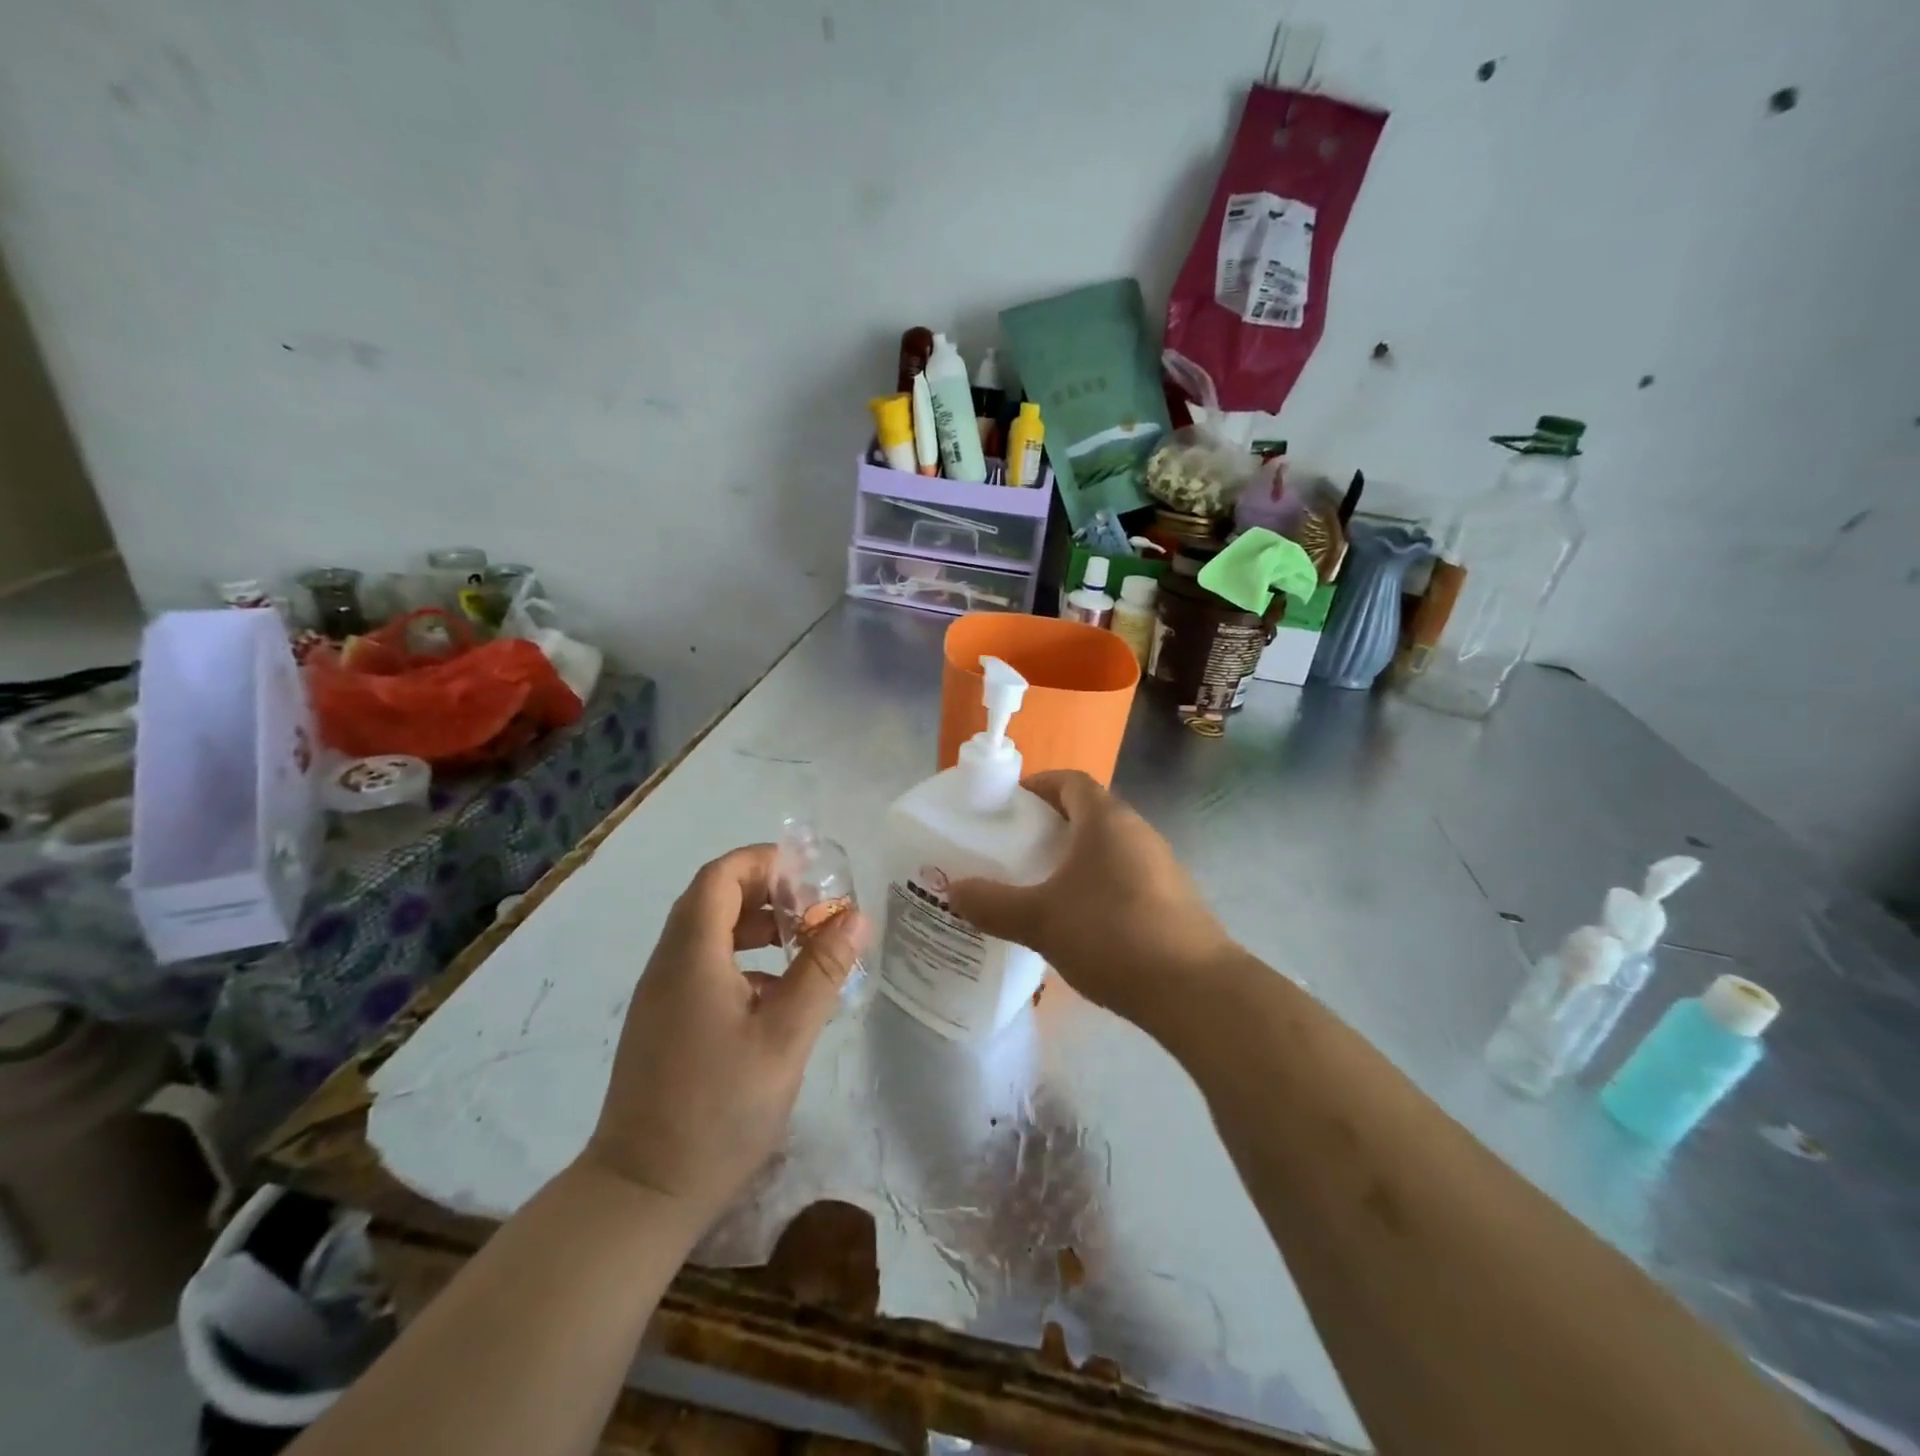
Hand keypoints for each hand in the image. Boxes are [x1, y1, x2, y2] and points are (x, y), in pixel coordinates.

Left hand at [583, 845, 867, 1227]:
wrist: (643, 1192)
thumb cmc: (719, 1108)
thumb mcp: (785, 1036)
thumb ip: (821, 970)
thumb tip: (855, 916)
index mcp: (692, 955)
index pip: (720, 876)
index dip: (764, 862)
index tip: (810, 876)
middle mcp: (669, 964)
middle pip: (713, 899)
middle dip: (767, 892)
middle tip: (814, 909)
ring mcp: (661, 995)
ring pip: (708, 934)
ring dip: (756, 926)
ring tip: (803, 945)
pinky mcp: (663, 1022)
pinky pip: (703, 966)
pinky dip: (742, 960)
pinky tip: (778, 994)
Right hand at [947, 770, 1232, 1032]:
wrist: (1194, 990)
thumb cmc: (1110, 935)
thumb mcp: (1040, 920)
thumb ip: (992, 904)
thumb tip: (953, 890)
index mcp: (1106, 820)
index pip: (1071, 781)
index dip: (1039, 785)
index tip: (1010, 804)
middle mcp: (1137, 831)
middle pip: (1090, 811)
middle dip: (1052, 824)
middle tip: (1017, 848)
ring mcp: (1161, 864)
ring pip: (1109, 846)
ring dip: (1077, 856)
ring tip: (1043, 885)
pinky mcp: (1174, 898)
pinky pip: (1126, 875)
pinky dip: (1100, 883)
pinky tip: (1082, 920)